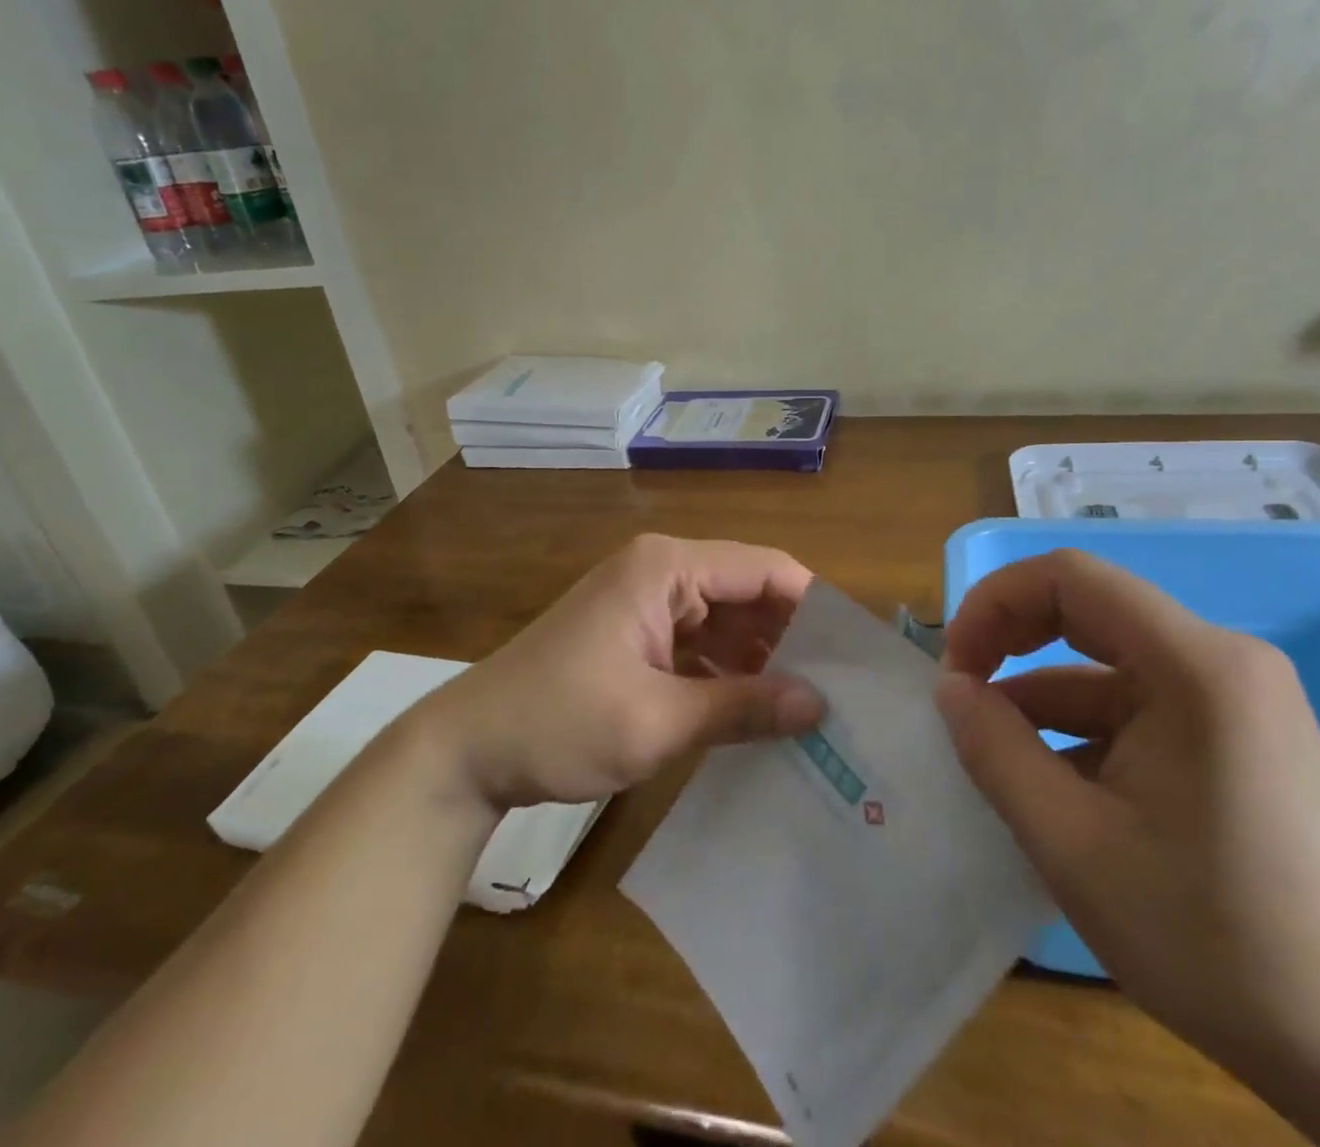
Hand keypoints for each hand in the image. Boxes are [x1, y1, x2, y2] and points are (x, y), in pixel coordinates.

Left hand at [405, 534, 826, 811]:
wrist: (466, 752)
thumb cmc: (559, 723)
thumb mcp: (658, 722)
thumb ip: (743, 707)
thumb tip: (820, 705)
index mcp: (667, 568)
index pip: (763, 569)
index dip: (812, 605)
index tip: (853, 653)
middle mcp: (661, 571)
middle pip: (747, 592)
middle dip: (790, 637)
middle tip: (839, 689)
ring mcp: (647, 603)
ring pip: (727, 620)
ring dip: (761, 659)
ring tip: (810, 706)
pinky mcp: (637, 634)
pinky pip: (700, 643)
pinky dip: (727, 672)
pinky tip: (757, 712)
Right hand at [935, 549, 1319, 1146]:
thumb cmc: (1217, 943)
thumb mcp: (1074, 845)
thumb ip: (995, 750)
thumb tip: (950, 686)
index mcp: (1194, 665)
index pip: (1070, 578)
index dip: (996, 603)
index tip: (954, 668)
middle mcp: (1222, 661)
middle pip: (1089, 612)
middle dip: (1011, 645)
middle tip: (961, 702)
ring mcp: (1236, 701)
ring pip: (1107, 669)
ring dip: (1042, 702)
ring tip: (995, 763)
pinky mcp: (1237, 740)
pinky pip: (1138, 709)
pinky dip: (1083, 733)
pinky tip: (1055, 791)